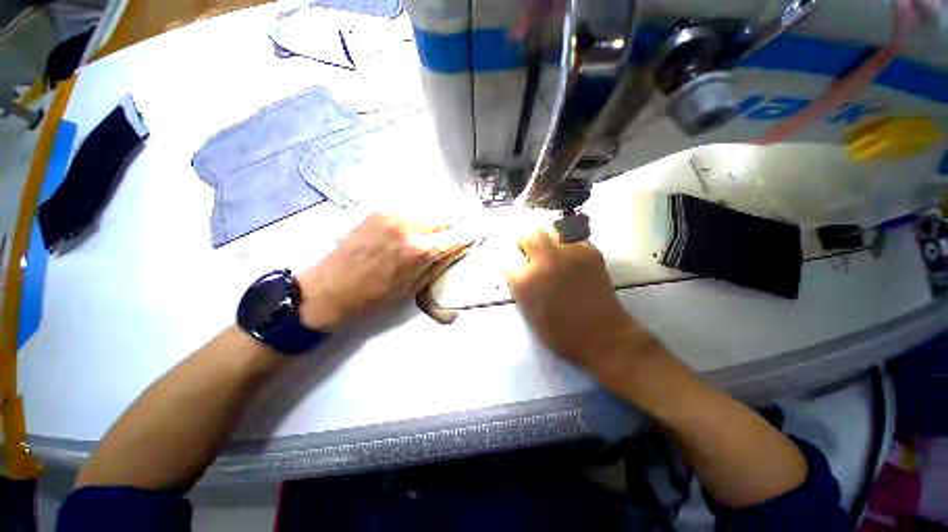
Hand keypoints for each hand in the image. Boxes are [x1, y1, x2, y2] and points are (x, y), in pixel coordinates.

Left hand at [297, 213, 466, 330]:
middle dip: (447, 233)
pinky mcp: (379, 211)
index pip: (455, 237)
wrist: (330, 288)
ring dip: (430, 227)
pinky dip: (414, 223)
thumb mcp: (414, 288)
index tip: (464, 245)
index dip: (462, 242)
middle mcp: (409, 226)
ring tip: (421, 242)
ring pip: (426, 215)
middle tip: (441, 246)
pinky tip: (404, 236)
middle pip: (443, 221)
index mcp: (420, 250)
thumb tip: (456, 249)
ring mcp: (393, 215)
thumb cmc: (375, 297)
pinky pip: (408, 214)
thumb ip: (438, 265)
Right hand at [502, 226, 653, 367]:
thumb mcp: (527, 311)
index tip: (507, 257)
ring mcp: (569, 253)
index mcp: (525, 280)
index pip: (503, 253)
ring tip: (548, 251)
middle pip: (527, 232)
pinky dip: (564, 243)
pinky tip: (568, 257)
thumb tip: (514, 266)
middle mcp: (545, 261)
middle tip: (528, 252)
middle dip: (523, 240)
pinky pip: (571, 236)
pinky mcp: (590, 251)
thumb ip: (517, 284)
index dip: (503, 254)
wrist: (602, 336)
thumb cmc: (559, 332)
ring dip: (544, 238)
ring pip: (549, 228)